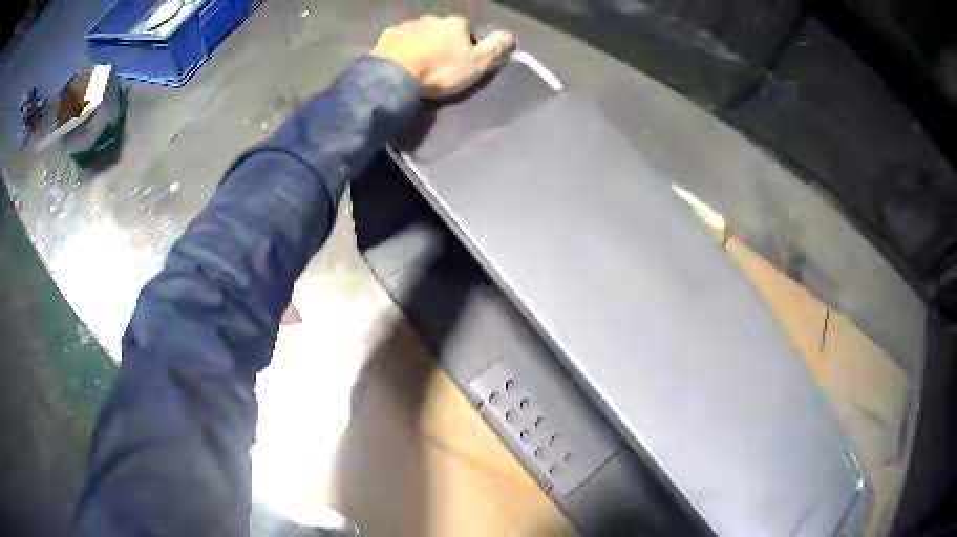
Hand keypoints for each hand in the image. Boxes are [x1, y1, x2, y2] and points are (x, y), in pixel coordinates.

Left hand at [371, 15, 515, 98]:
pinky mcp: (387, 37)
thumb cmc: (440, 71)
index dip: (465, 46)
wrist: (395, 77)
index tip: (460, 63)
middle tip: (437, 66)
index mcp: (455, 23)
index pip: (466, 30)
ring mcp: (407, 26)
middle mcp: (431, 18)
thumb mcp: (476, 64)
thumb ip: (495, 48)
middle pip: (441, 30)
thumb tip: (511, 36)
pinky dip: (400, 49)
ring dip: (420, 45)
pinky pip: (398, 41)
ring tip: (417, 66)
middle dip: (441, 43)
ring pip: (419, 34)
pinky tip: (400, 64)